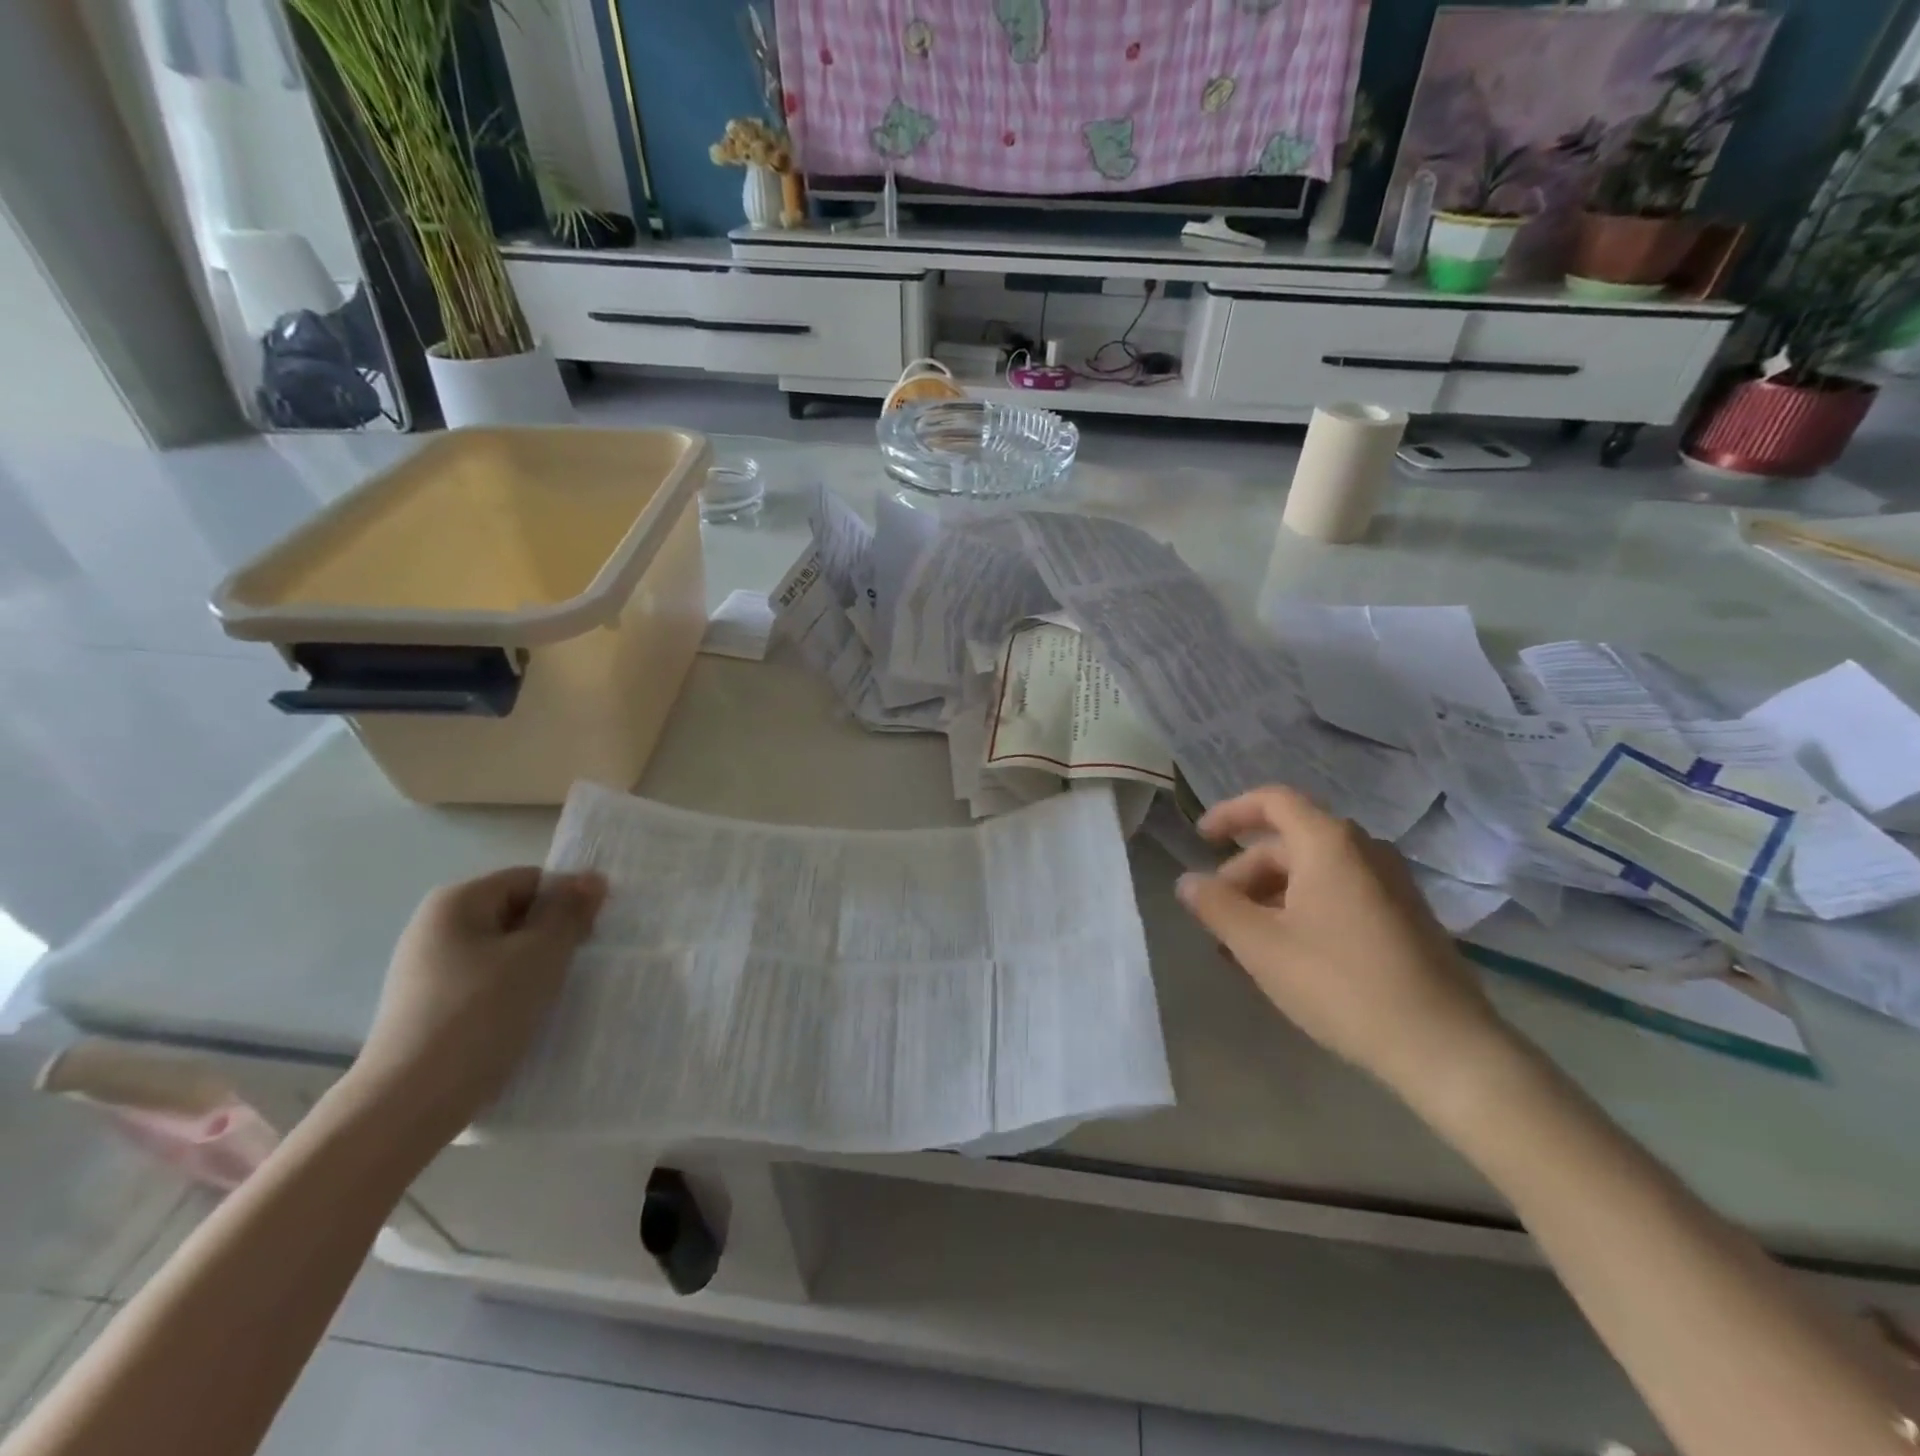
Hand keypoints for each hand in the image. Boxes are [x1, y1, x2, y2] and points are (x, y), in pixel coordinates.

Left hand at [351, 867, 605, 1138]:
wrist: (409, 1103)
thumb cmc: (481, 1014)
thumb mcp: (541, 955)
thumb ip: (569, 912)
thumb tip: (592, 877)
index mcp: (457, 901)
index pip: (531, 880)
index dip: (568, 900)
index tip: (592, 935)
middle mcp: (435, 926)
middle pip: (516, 913)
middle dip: (553, 934)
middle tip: (579, 965)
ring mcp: (427, 969)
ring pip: (503, 951)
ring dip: (536, 966)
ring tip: (554, 995)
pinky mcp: (429, 1006)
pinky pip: (486, 982)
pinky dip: (512, 991)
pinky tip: (525, 1018)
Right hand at [1174, 786, 1509, 1100]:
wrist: (1443, 1046)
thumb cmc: (1340, 983)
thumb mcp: (1261, 946)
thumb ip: (1216, 906)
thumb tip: (1187, 881)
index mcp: (1328, 843)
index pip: (1273, 801)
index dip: (1231, 813)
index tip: (1201, 839)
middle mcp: (1363, 850)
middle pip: (1288, 843)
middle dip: (1244, 874)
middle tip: (1218, 916)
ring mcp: (1390, 883)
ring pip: (1313, 873)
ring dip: (1270, 898)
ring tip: (1245, 944)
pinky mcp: (1404, 916)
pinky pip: (1339, 894)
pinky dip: (1302, 910)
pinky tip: (1287, 956)